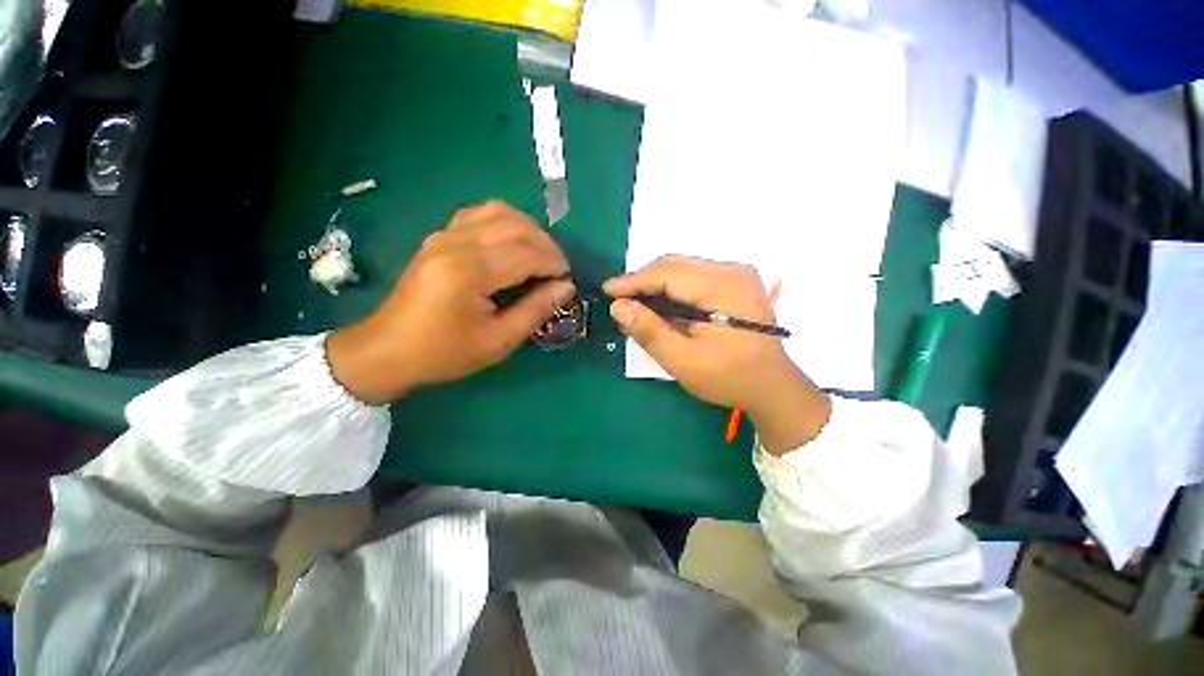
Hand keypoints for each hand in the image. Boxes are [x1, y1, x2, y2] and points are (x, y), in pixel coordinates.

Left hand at [327, 201, 574, 403]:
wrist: (389, 349)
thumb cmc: (445, 352)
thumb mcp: (498, 341)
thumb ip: (536, 310)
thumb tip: (566, 288)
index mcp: (470, 271)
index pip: (527, 253)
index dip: (556, 263)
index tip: (568, 280)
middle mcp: (457, 243)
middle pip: (517, 227)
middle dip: (548, 246)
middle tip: (558, 271)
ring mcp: (444, 234)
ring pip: (499, 212)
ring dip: (528, 230)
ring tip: (539, 255)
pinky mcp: (439, 236)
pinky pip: (479, 214)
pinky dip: (504, 222)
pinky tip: (511, 243)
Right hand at [604, 256, 829, 453]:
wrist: (773, 386)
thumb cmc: (729, 378)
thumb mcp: (684, 361)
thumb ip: (650, 331)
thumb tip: (618, 306)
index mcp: (723, 287)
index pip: (667, 273)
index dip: (634, 281)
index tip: (608, 290)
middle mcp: (732, 270)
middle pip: (675, 266)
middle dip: (643, 282)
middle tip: (620, 303)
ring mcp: (737, 274)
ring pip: (683, 270)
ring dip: (656, 286)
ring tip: (637, 308)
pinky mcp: (736, 282)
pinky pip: (694, 277)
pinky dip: (673, 290)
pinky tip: (661, 307)